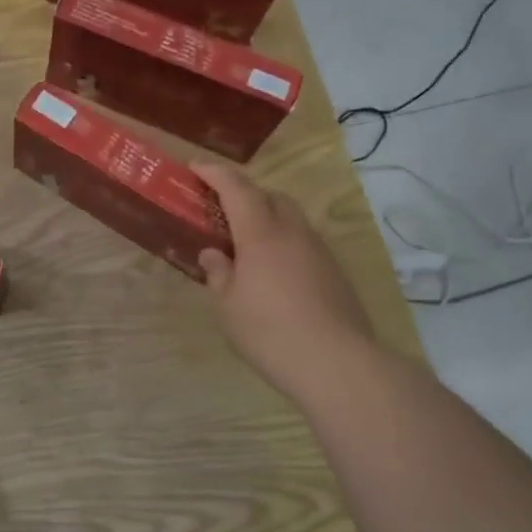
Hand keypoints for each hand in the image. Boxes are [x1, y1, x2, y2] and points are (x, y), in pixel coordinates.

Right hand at [192, 162, 373, 403]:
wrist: (336, 363)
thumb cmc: (269, 331)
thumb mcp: (228, 306)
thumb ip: (218, 274)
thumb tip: (214, 254)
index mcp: (261, 233)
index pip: (236, 187)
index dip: (214, 173)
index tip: (195, 168)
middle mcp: (293, 232)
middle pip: (270, 196)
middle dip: (245, 196)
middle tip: (222, 215)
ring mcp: (319, 251)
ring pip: (291, 220)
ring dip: (267, 222)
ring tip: (246, 250)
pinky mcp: (335, 272)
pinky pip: (303, 244)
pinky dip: (284, 246)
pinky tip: (274, 276)